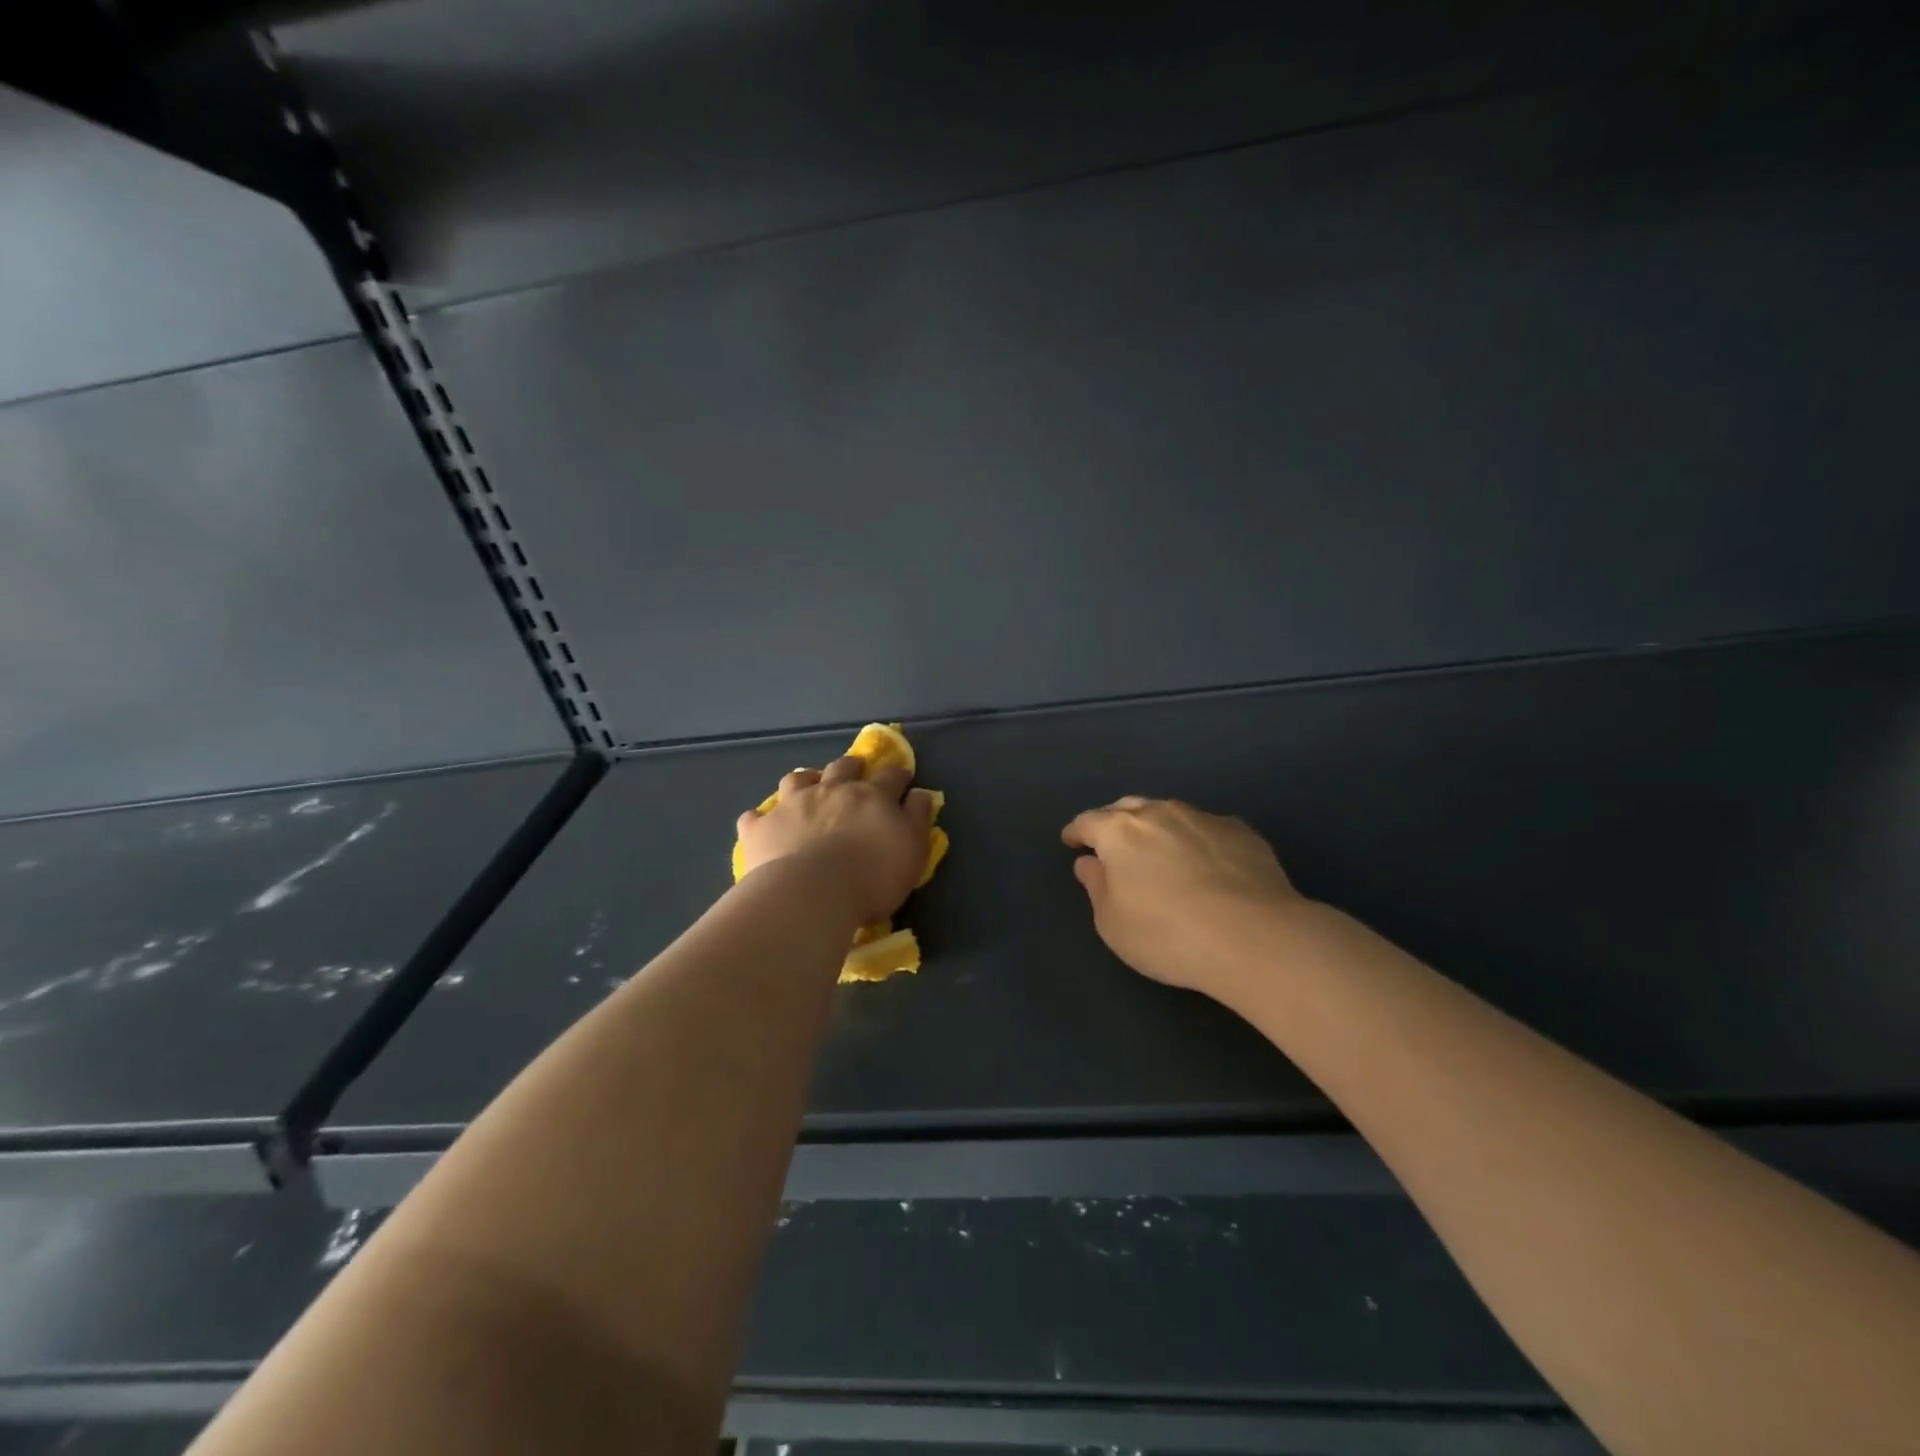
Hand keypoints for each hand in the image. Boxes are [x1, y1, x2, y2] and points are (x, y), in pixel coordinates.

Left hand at [737, 758, 935, 924]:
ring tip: (807, 788)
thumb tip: (921, 793)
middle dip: (851, 767)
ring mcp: (792, 805)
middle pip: (842, 768)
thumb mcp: (912, 851)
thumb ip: (918, 819)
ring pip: (797, 780)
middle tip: (854, 771)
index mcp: (871, 796)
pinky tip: (763, 824)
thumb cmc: (871, 876)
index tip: (904, 777)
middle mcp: (831, 791)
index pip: (891, 777)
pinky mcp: (761, 828)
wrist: (811, 894)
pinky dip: (761, 818)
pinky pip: (755, 817)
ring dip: (805, 781)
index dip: (899, 775)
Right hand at [1061, 796, 1301, 993]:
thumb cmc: (1167, 934)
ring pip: (1169, 813)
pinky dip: (1195, 839)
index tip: (1071, 841)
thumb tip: (1089, 863)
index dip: (1076, 832)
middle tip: (1111, 843)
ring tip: (1159, 850)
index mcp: (1120, 831)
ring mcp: (1203, 818)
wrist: (1253, 937)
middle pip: (1127, 807)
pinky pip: (1206, 828)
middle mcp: (1160, 812)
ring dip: (1157, 827)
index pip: (1088, 821)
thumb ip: (1096, 887)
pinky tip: (1205, 862)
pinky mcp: (1241, 831)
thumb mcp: (1113, 923)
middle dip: (1114, 822)